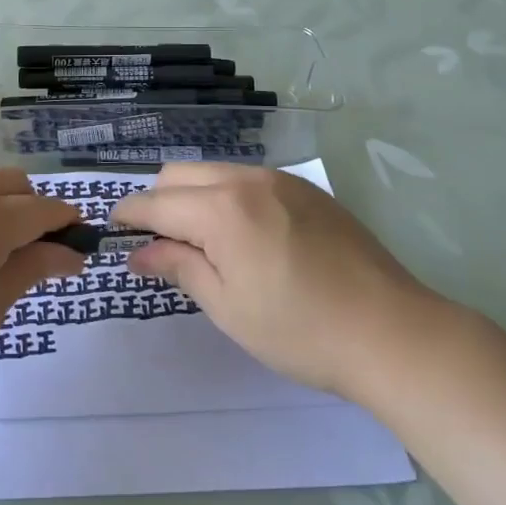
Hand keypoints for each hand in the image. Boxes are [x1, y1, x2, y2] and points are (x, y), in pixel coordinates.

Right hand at [108, 164, 451, 401]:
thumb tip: (138, 252)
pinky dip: (228, 197)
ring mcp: (282, 180)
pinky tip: (246, 237)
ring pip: (215, 172)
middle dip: (158, 201)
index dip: (128, 216)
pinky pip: (249, 180)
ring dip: (194, 196)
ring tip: (203, 243)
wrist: (393, 332)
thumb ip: (179, 267)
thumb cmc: (300, 330)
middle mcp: (248, 179)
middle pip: (180, 174)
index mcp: (222, 208)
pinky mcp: (308, 190)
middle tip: (159, 245)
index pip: (155, 201)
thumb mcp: (228, 307)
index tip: (112, 233)